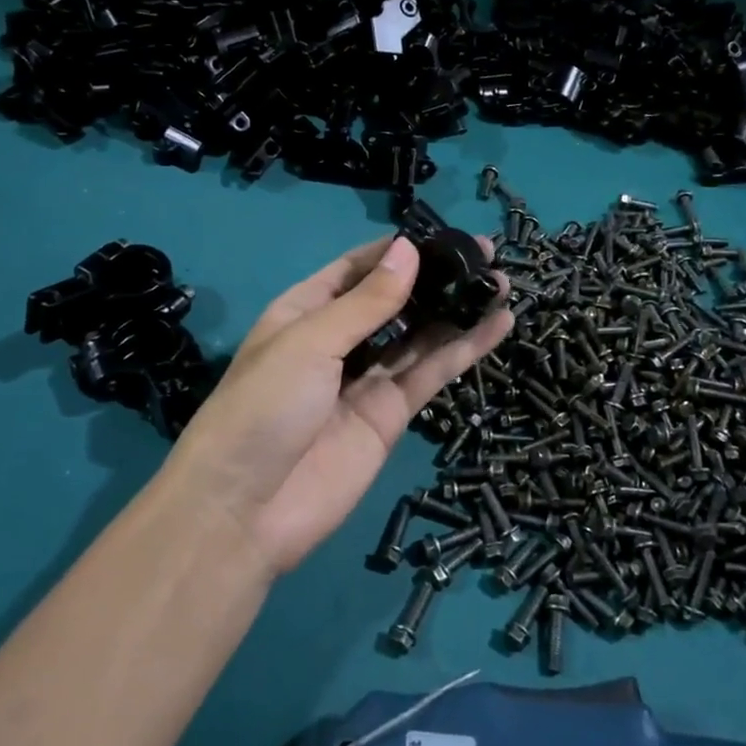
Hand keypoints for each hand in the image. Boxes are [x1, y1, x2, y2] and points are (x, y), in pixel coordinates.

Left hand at [163, 235, 513, 575]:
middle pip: (396, 300)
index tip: (444, 233)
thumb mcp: (309, 342)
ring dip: (458, 310)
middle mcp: (339, 340)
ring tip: (501, 283)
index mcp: (306, 311)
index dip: (398, 250)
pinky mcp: (391, 415)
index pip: (358, 268)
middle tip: (486, 254)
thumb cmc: (263, 408)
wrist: (244, 511)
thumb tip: (409, 249)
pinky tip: (497, 324)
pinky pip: (432, 373)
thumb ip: (367, 302)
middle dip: (437, 277)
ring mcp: (367, 379)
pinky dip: (465, 350)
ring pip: (421, 335)